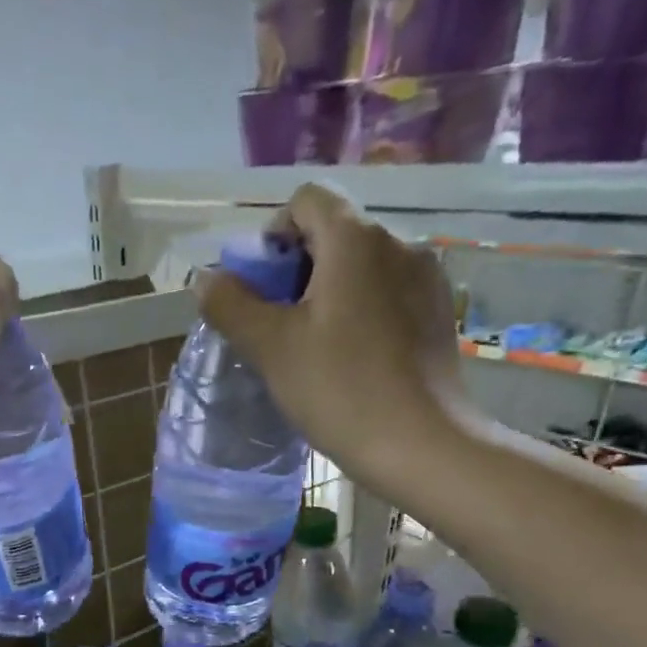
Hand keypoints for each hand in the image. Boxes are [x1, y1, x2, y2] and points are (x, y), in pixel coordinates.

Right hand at [197, 182, 469, 491]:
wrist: (421, 446)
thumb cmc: (340, 390)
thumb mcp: (270, 347)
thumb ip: (230, 304)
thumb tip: (206, 277)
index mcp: (356, 240)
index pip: (307, 201)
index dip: (274, 234)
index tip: (263, 288)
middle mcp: (399, 243)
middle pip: (335, 234)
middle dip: (298, 270)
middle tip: (279, 326)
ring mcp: (427, 278)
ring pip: (362, 267)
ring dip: (329, 293)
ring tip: (315, 347)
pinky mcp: (439, 313)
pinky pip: (388, 293)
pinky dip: (361, 311)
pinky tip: (353, 359)